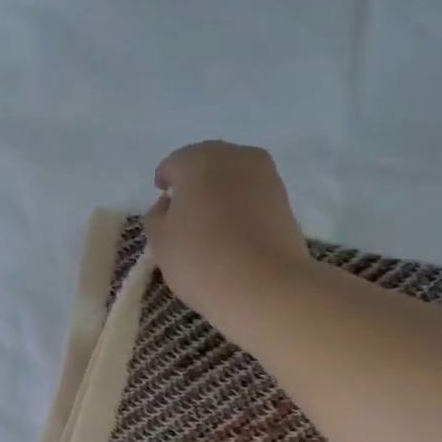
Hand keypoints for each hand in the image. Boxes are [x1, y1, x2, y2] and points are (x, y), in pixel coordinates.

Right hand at [146, 141, 311, 349]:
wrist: (265, 285)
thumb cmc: (201, 260)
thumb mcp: (159, 241)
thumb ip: (157, 215)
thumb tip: (171, 204)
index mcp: (198, 159)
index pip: (174, 164)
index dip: (164, 182)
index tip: (162, 202)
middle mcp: (234, 156)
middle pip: (206, 164)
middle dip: (193, 184)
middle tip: (184, 213)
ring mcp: (265, 175)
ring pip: (232, 178)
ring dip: (219, 194)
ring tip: (209, 225)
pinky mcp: (284, 198)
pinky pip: (251, 195)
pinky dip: (239, 207)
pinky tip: (232, 232)